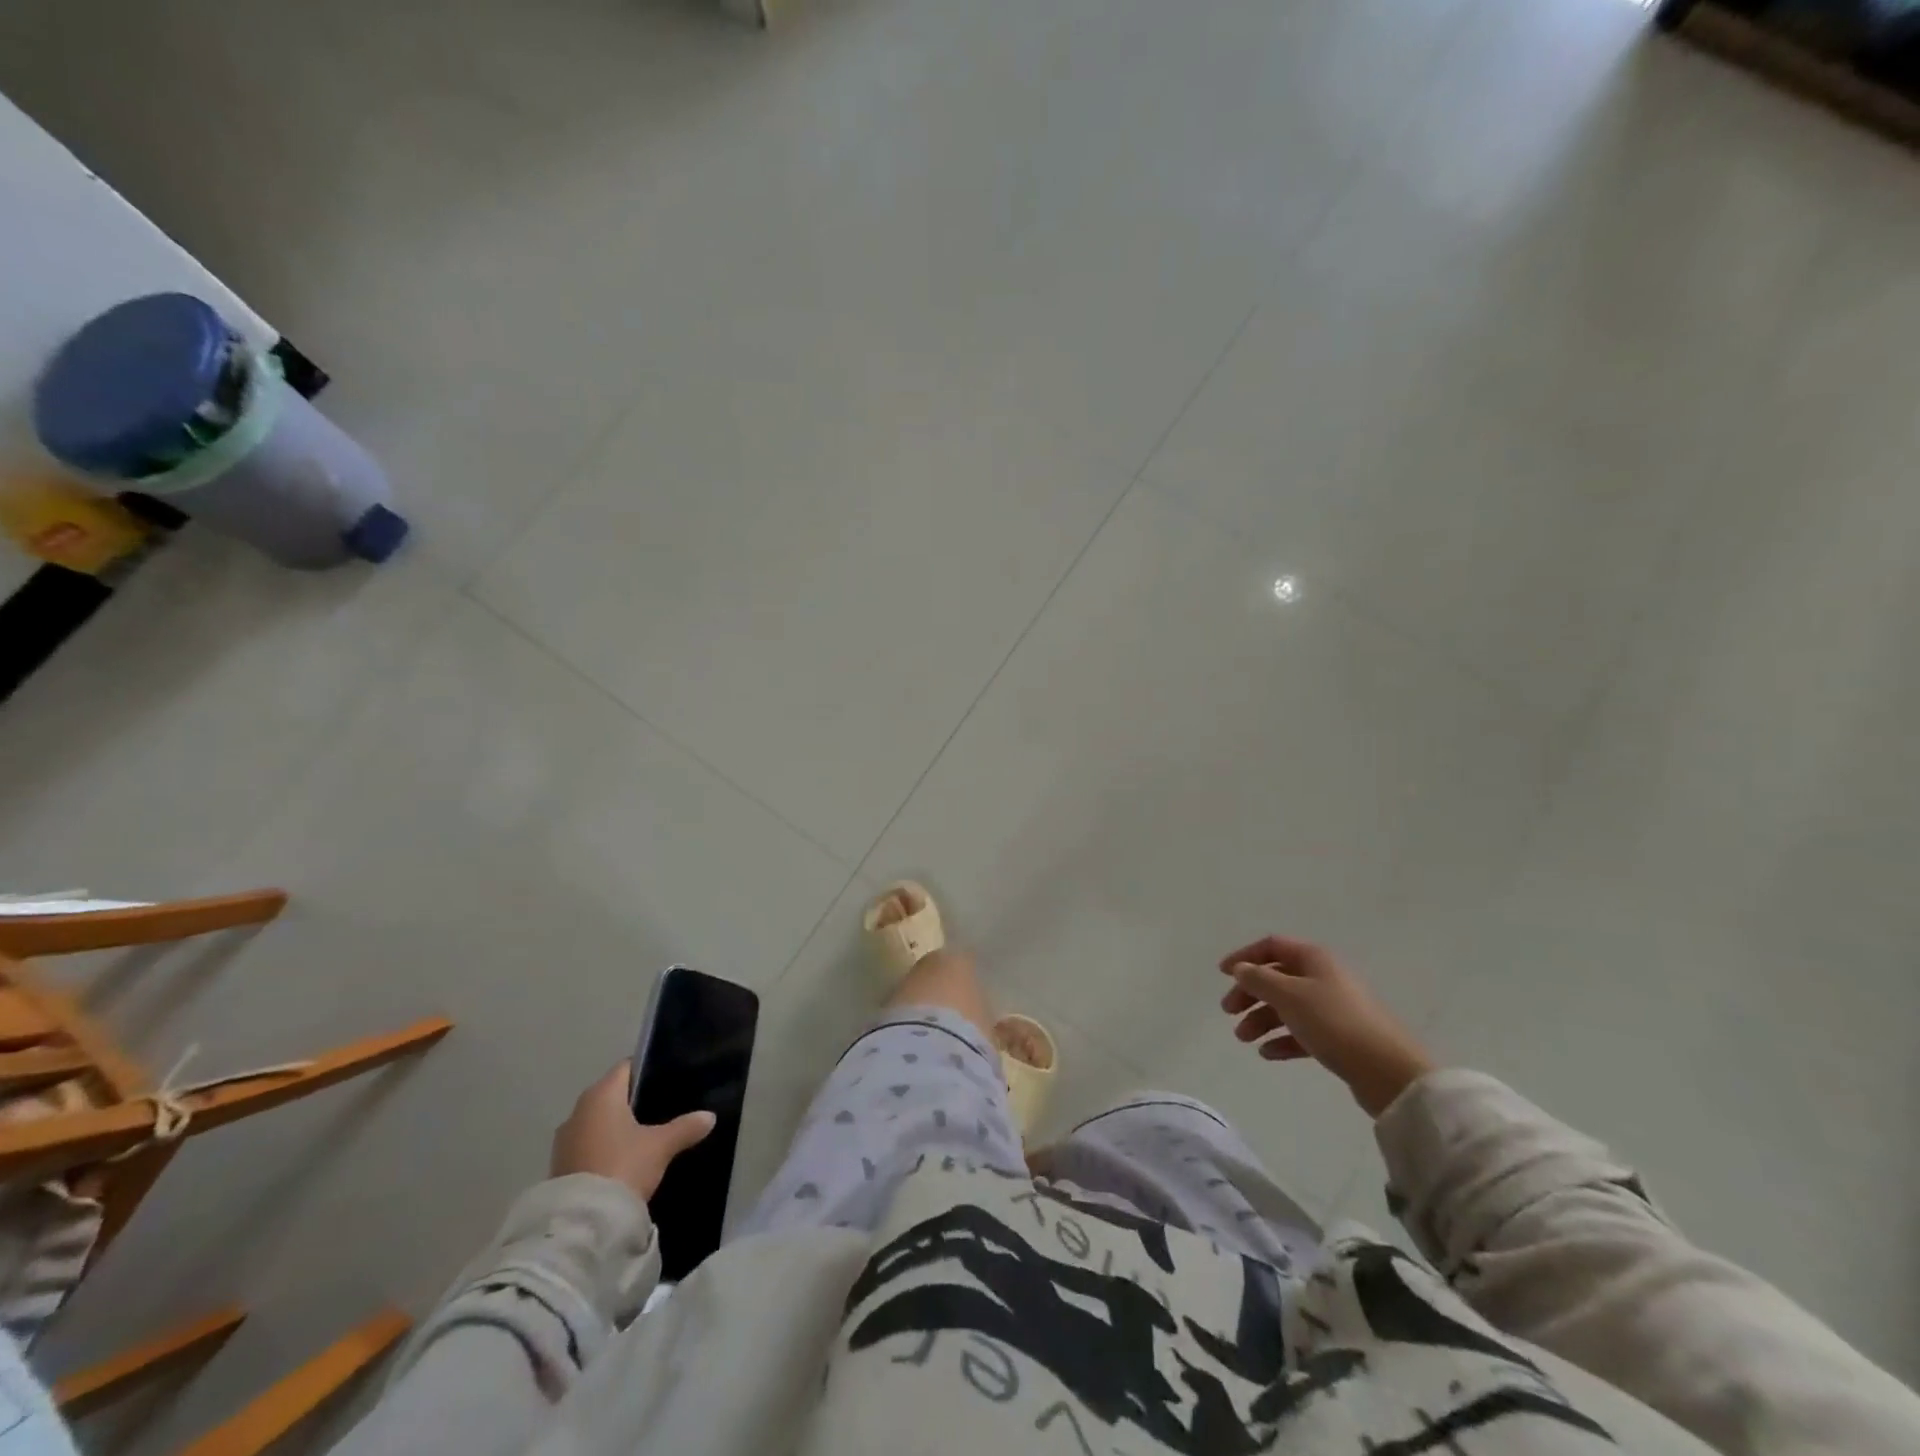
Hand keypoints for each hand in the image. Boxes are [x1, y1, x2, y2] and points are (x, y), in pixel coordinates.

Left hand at [551, 1062, 715, 1202]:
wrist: (582, 1222)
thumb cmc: (623, 1166)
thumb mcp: (661, 1146)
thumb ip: (685, 1127)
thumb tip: (710, 1116)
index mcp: (601, 1094)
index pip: (626, 1067)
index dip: (646, 1070)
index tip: (666, 1080)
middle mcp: (578, 1110)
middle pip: (611, 1094)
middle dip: (633, 1101)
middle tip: (661, 1108)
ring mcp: (564, 1140)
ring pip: (597, 1121)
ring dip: (615, 1126)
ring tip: (644, 1135)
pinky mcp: (559, 1166)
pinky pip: (587, 1144)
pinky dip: (603, 1146)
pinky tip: (623, 1159)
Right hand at [1218, 936, 1434, 1117]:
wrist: (1388, 1071)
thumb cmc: (1334, 1023)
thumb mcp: (1289, 996)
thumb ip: (1259, 979)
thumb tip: (1241, 969)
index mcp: (1314, 959)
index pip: (1272, 946)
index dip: (1245, 956)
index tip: (1222, 974)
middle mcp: (1324, 977)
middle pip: (1277, 977)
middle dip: (1250, 993)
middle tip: (1229, 1012)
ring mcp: (1334, 1008)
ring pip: (1288, 1007)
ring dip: (1262, 1019)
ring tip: (1244, 1038)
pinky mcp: (1340, 1038)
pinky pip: (1303, 1032)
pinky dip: (1283, 1039)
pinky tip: (1268, 1053)